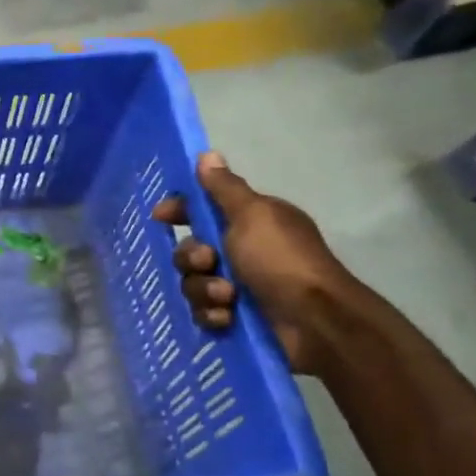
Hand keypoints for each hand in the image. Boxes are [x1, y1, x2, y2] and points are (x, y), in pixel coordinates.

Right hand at [153, 152, 354, 375]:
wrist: (314, 320)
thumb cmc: (281, 260)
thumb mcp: (253, 215)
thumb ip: (224, 188)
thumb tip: (207, 155)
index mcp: (250, 222)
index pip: (203, 209)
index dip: (180, 211)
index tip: (161, 217)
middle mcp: (243, 251)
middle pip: (191, 250)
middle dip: (192, 258)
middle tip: (209, 262)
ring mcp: (239, 286)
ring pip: (193, 283)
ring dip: (204, 290)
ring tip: (227, 297)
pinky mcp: (236, 317)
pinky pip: (204, 312)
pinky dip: (213, 314)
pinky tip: (228, 317)